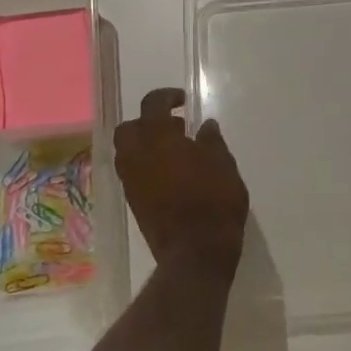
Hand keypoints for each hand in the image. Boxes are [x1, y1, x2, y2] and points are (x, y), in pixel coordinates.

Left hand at [114, 88, 249, 280]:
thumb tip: (205, 127)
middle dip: (148, 122)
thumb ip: (211, 142)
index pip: (152, 104)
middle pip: (129, 128)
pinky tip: (171, 174)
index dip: (166, 97)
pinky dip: (145, 165)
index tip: (183, 101)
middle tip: (174, 127)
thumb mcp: (224, 165)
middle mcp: (136, 156)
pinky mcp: (133, 202)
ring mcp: (131, 181)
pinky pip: (132, 172)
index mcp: (158, 139)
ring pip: (127, 151)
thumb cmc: (214, 202)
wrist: (195, 253)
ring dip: (145, 145)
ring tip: (174, 152)